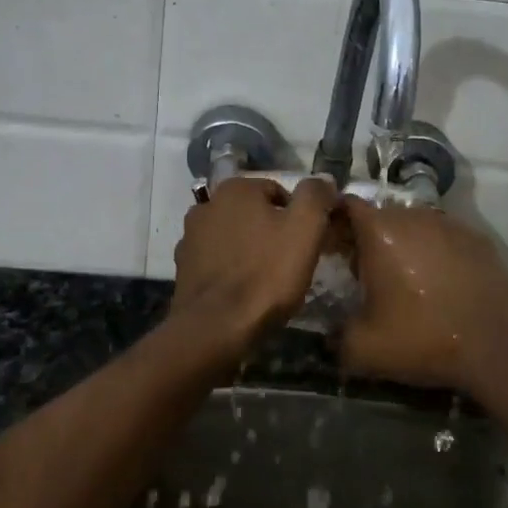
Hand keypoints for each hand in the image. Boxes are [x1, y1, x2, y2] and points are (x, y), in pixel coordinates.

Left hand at [171, 176, 337, 354]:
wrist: (215, 328)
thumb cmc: (265, 274)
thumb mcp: (305, 229)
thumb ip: (315, 196)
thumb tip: (323, 179)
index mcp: (236, 188)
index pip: (280, 193)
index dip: (299, 219)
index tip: (308, 245)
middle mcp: (208, 204)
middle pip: (254, 214)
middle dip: (272, 233)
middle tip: (291, 264)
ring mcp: (190, 236)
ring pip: (234, 237)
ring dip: (250, 251)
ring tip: (267, 281)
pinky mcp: (183, 267)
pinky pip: (217, 261)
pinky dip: (230, 270)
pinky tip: (243, 292)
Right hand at [339, 199, 507, 394]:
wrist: (497, 347)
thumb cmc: (424, 339)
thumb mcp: (364, 350)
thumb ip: (335, 336)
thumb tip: (329, 334)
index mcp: (380, 232)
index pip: (346, 206)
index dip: (335, 223)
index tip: (333, 248)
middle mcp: (413, 216)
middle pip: (380, 216)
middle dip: (369, 238)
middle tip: (366, 273)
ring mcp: (448, 223)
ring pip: (413, 224)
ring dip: (403, 244)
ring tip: (406, 279)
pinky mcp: (476, 237)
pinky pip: (442, 236)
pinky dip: (434, 252)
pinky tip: (440, 283)